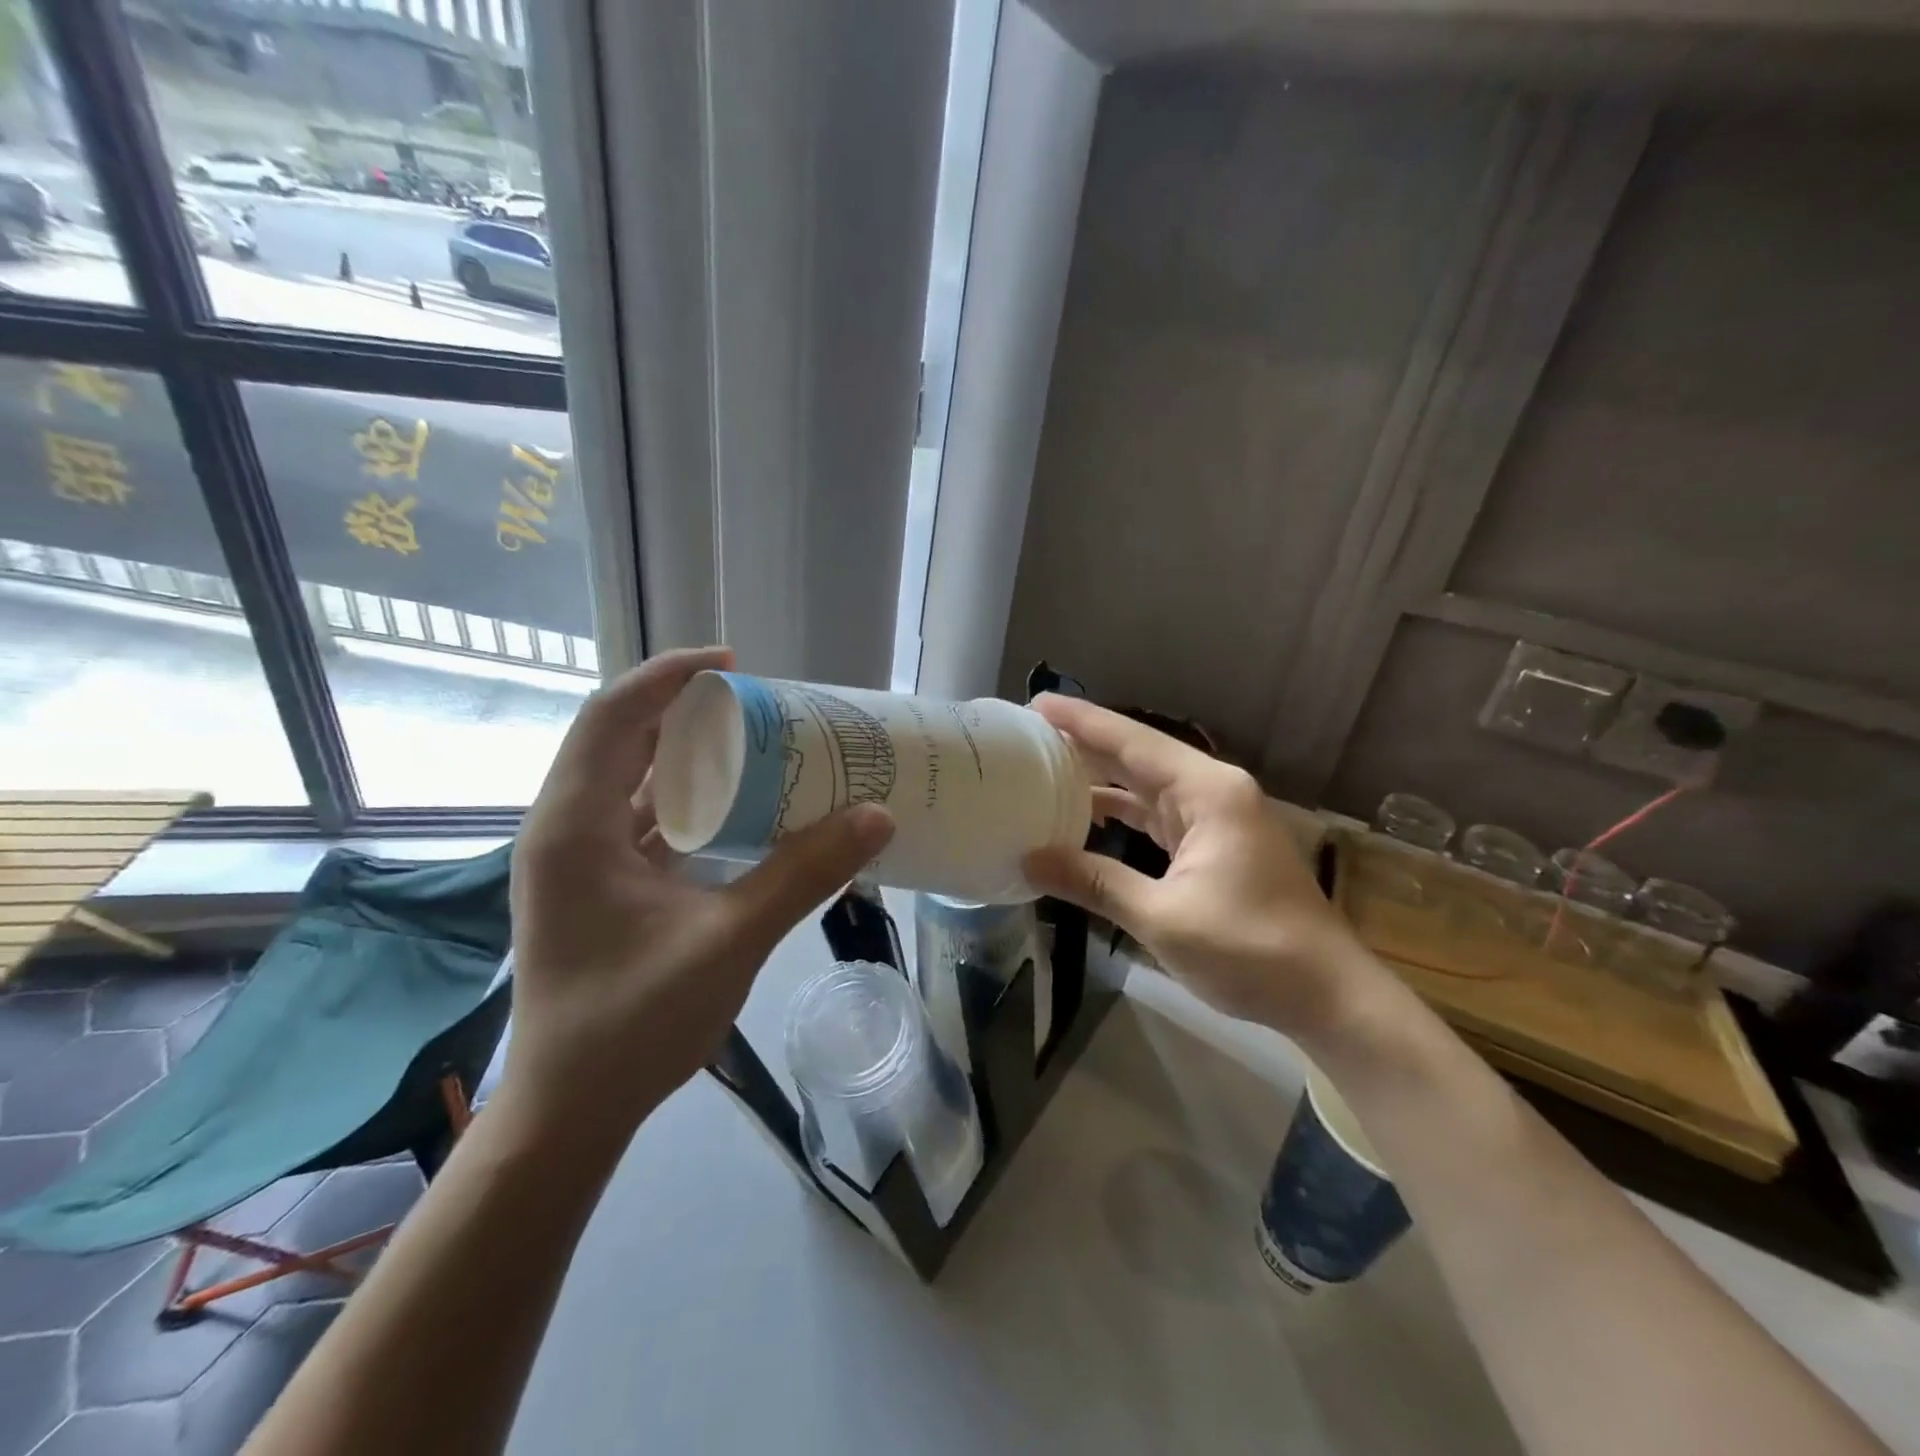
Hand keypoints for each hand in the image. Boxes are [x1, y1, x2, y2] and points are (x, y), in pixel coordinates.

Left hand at [505, 647, 894, 1138]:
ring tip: (753, 744)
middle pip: (620, 739)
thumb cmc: (633, 1024)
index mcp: (575, 828)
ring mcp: (578, 860)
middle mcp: (565, 830)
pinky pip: (641, 820)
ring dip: (685, 756)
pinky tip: (736, 809)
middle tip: (756, 704)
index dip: (669, 677)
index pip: (613, 717)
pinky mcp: (597, 886)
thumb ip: (803, 874)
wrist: (571, 1112)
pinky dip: (686, 801)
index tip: (733, 665)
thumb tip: (876, 817)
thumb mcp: (730, 941)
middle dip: (684, 711)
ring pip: (630, 780)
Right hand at [1023, 694, 1381, 1038]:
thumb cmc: (1250, 950)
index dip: (1081, 722)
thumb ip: (1095, 883)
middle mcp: (1213, 791)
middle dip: (1085, 743)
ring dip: (1101, 778)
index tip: (1036, 703)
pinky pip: (1158, 814)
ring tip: (1045, 769)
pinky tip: (1086, 815)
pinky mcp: (1216, 843)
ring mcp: (1217, 817)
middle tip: (1028, 735)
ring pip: (1147, 785)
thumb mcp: (1163, 918)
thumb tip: (1030, 861)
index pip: (1132, 742)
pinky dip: (1122, 813)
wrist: (1327, 995)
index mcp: (1207, 792)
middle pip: (1138, 755)